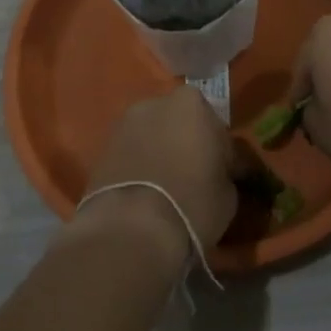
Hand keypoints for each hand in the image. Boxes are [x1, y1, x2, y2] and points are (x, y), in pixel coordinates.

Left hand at [73, 87, 238, 262]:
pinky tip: (145, 189)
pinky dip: (139, 162)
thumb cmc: (192, 204)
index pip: (214, 123)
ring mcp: (125, 122)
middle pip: (179, 120)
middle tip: (193, 174)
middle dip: (186, 141)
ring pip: (152, 133)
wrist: (131, 228)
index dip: (220, 149)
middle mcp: (156, 103)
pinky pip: (132, 150)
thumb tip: (218, 172)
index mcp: (192, 104)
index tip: (221, 172)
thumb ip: (224, 170)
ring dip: (160, 149)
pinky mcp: (103, 145)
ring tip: (166, 185)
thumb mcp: (228, 193)